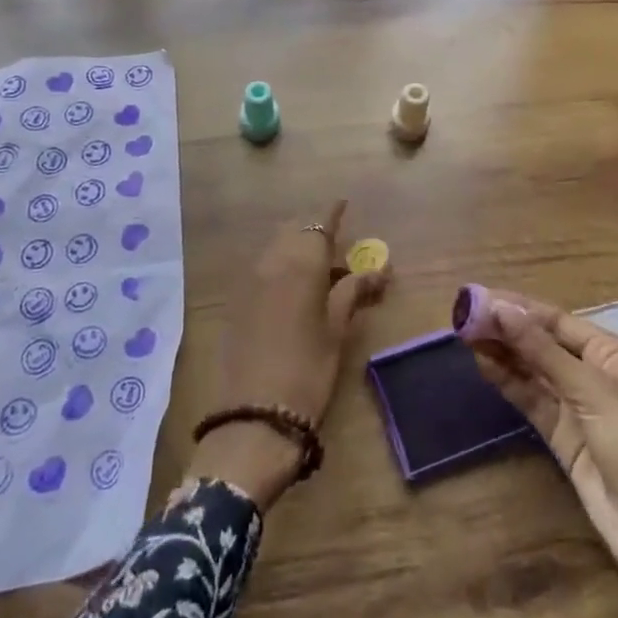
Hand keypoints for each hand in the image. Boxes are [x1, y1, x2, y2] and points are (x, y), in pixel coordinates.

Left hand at [191, 201, 388, 507]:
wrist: (254, 415)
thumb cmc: (308, 370)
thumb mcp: (336, 329)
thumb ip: (353, 292)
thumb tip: (380, 270)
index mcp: (301, 263)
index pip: (319, 224)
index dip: (333, 212)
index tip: (344, 202)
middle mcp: (272, 262)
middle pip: (294, 231)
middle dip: (314, 230)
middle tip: (337, 244)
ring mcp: (250, 281)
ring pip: (276, 248)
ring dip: (296, 248)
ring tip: (320, 267)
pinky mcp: (237, 301)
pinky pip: (262, 268)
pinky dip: (280, 265)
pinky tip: (294, 287)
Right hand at [468, 290, 617, 588]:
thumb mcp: (592, 392)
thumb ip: (542, 351)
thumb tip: (500, 310)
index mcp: (612, 354)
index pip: (557, 321)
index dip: (519, 308)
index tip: (480, 298)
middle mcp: (594, 374)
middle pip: (543, 343)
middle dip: (506, 329)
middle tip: (463, 316)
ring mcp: (577, 407)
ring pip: (533, 371)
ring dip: (503, 353)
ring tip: (465, 336)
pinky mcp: (563, 436)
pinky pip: (531, 400)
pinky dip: (508, 382)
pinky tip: (483, 365)